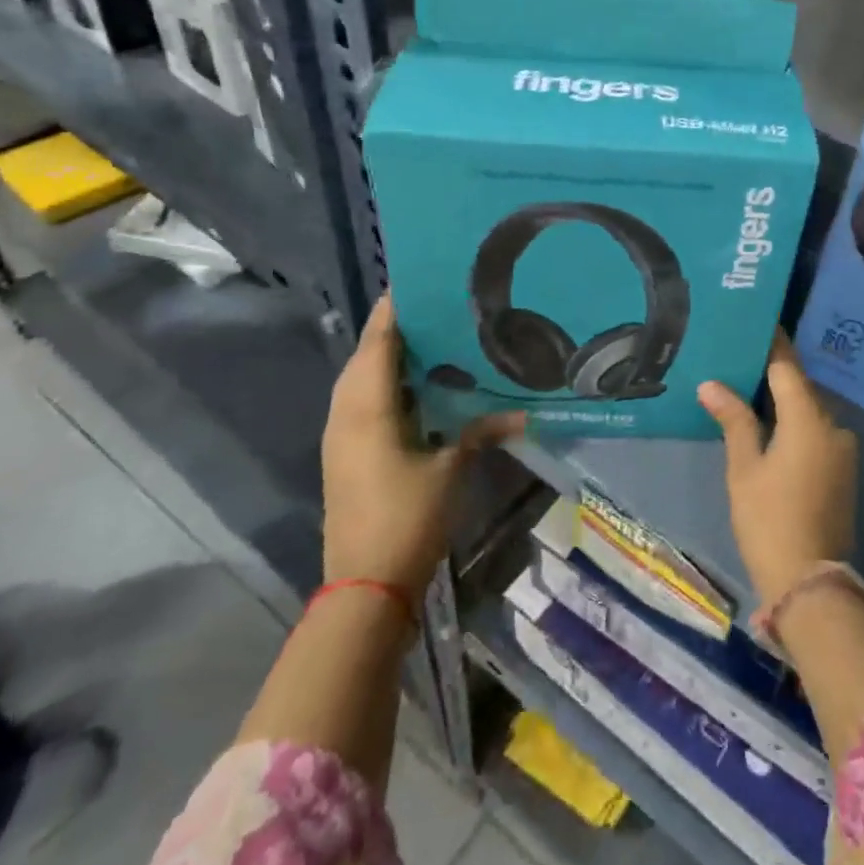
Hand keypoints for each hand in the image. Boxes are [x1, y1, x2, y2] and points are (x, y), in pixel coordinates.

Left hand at [321, 298, 522, 593]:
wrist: (365, 584)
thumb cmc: (407, 517)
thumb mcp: (451, 469)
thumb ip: (481, 431)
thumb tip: (522, 413)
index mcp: (367, 408)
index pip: (379, 341)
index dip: (395, 308)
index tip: (422, 280)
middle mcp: (346, 413)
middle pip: (366, 355)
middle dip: (395, 327)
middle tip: (438, 306)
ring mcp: (342, 435)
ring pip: (362, 379)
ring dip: (390, 356)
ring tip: (433, 337)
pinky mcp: (347, 454)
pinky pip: (364, 402)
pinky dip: (387, 384)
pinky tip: (420, 386)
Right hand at [699, 332, 857, 608]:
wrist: (810, 582)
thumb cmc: (769, 519)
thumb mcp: (744, 467)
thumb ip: (733, 419)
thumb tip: (712, 384)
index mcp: (809, 419)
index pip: (787, 366)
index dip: (771, 343)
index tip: (753, 322)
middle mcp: (833, 425)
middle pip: (800, 387)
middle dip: (773, 372)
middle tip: (740, 357)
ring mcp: (843, 450)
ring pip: (809, 411)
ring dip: (784, 399)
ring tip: (748, 388)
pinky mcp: (843, 470)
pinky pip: (817, 432)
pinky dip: (795, 423)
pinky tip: (770, 424)